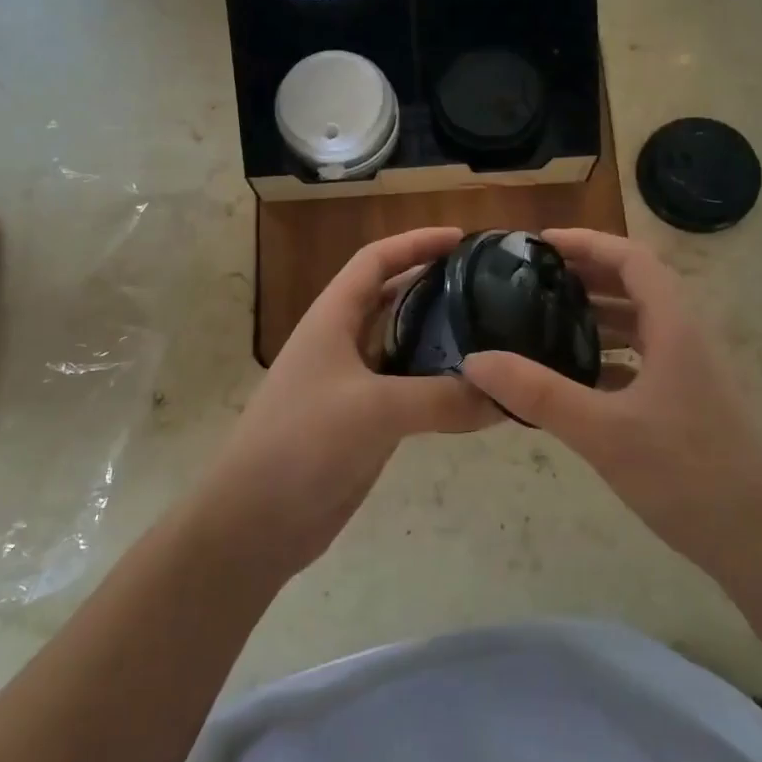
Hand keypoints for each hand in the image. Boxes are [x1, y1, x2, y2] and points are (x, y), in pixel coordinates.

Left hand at [196, 228, 496, 571]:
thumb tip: (506, 397)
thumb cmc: (303, 443)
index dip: (416, 242)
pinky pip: (407, 390)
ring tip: (493, 334)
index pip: (375, 260)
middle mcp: (341, 343)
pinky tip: (473, 392)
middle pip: (392, 298)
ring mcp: (350, 384)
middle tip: (489, 288)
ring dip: (440, 338)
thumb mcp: (376, 410)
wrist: (256, 521)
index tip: (463, 240)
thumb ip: (443, 399)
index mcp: (332, 319)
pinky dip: (437, 385)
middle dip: (435, 286)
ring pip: (402, 346)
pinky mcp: (361, 422)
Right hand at [461, 229, 761, 576]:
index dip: (588, 242)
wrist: (758, 541)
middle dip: (587, 274)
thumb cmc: (685, 475)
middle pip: (636, 285)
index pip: (633, 259)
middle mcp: (687, 338)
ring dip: (597, 313)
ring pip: (641, 324)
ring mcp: (691, 372)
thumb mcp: (602, 432)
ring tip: (546, 318)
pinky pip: (644, 358)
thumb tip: (475, 360)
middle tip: (534, 279)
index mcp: (675, 328)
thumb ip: (538, 393)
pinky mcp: (689, 401)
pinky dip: (609, 353)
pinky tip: (576, 375)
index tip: (542, 244)